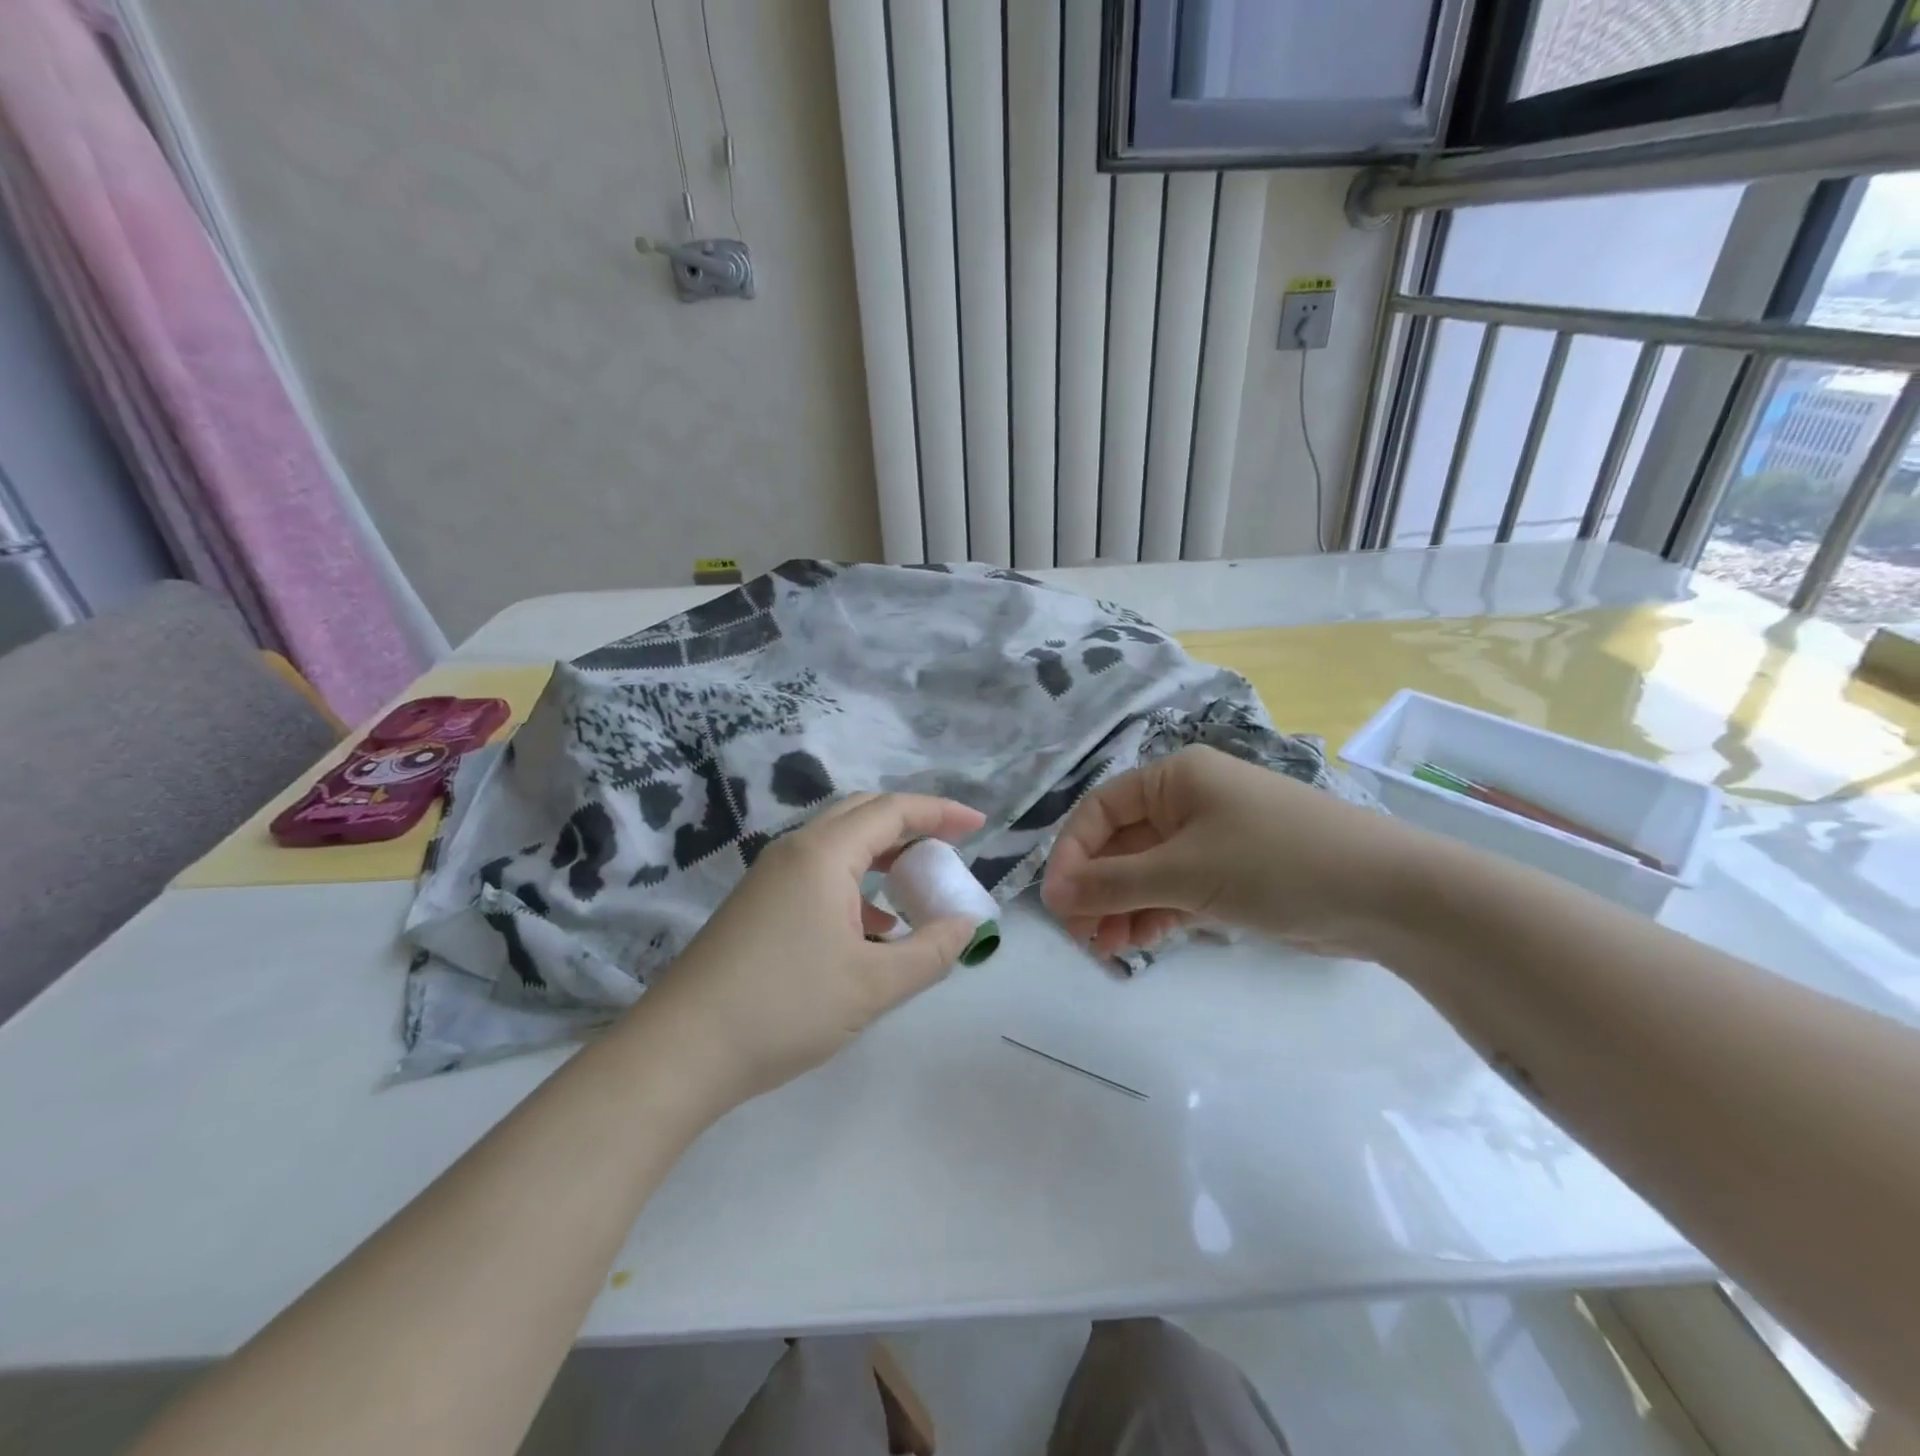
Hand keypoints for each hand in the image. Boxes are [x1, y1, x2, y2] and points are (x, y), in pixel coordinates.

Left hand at [634, 792, 985, 1106]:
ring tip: (915, 887)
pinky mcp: (756, 904)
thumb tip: (967, 925)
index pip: (892, 811)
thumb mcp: (873, 985)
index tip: (979, 826)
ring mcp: (769, 877)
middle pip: (862, 815)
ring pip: (838, 845)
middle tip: (948, 848)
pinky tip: (870, 927)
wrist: (680, 1051)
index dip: (940, 812)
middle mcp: (794, 851)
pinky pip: (817, 873)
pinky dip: (854, 884)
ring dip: (881, 855)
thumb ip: (930, 951)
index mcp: (823, 854)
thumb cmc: (784, 1008)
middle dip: (911, 825)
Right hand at [1041, 745, 1412, 959]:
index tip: (1057, 903)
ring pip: (1145, 872)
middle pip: (1121, 844)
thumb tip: (1052, 895)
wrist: (1386, 894)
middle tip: (1079, 936)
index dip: (1072, 854)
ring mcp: (1210, 840)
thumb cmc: (1275, 861)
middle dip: (1096, 889)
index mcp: (1174, 779)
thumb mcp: (1185, 871)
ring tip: (1104, 949)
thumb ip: (1113, 883)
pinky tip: (1137, 943)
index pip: (1100, 810)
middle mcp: (1187, 802)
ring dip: (1120, 908)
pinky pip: (1175, 891)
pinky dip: (1153, 914)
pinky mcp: (1230, 876)